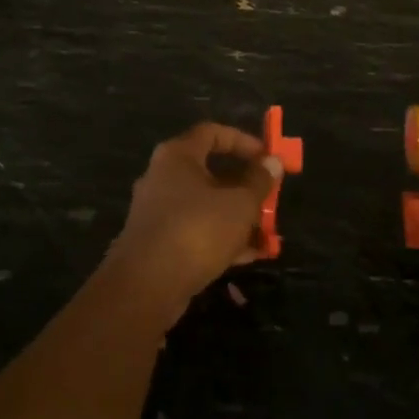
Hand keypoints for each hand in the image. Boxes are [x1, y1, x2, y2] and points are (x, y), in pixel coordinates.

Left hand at [111, 123, 282, 313]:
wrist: (145, 285)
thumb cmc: (196, 230)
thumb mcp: (239, 204)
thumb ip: (259, 181)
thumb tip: (273, 162)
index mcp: (178, 156)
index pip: (212, 132)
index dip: (243, 141)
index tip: (267, 158)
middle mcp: (163, 176)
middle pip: (210, 171)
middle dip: (245, 186)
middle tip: (270, 199)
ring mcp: (158, 210)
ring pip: (205, 205)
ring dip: (237, 217)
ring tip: (267, 234)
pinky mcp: (158, 241)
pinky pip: (196, 230)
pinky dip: (221, 238)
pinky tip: (248, 256)